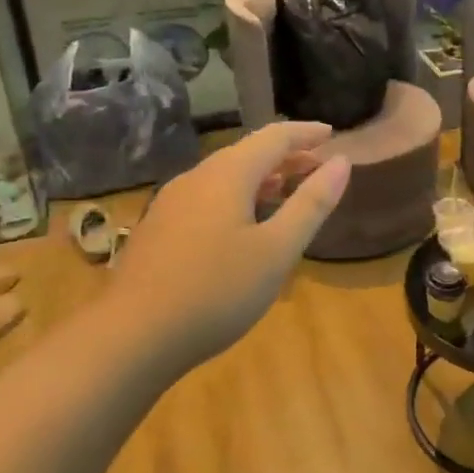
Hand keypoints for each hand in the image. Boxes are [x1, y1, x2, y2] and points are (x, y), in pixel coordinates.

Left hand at [103, 122, 349, 372]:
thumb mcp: (278, 250)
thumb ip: (312, 204)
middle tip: (317, 167)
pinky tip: (243, 224)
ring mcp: (171, 204)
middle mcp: (196, 178)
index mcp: (227, 175)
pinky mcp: (158, 230)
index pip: (274, 137)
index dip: (306, 133)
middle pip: (247, 153)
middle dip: (285, 156)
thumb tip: (342, 162)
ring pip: (224, 175)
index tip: (332, 133)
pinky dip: (237, 196)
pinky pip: (207, 196)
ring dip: (261, 177)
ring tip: (286, 191)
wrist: (131, 338)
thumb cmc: (216, 291)